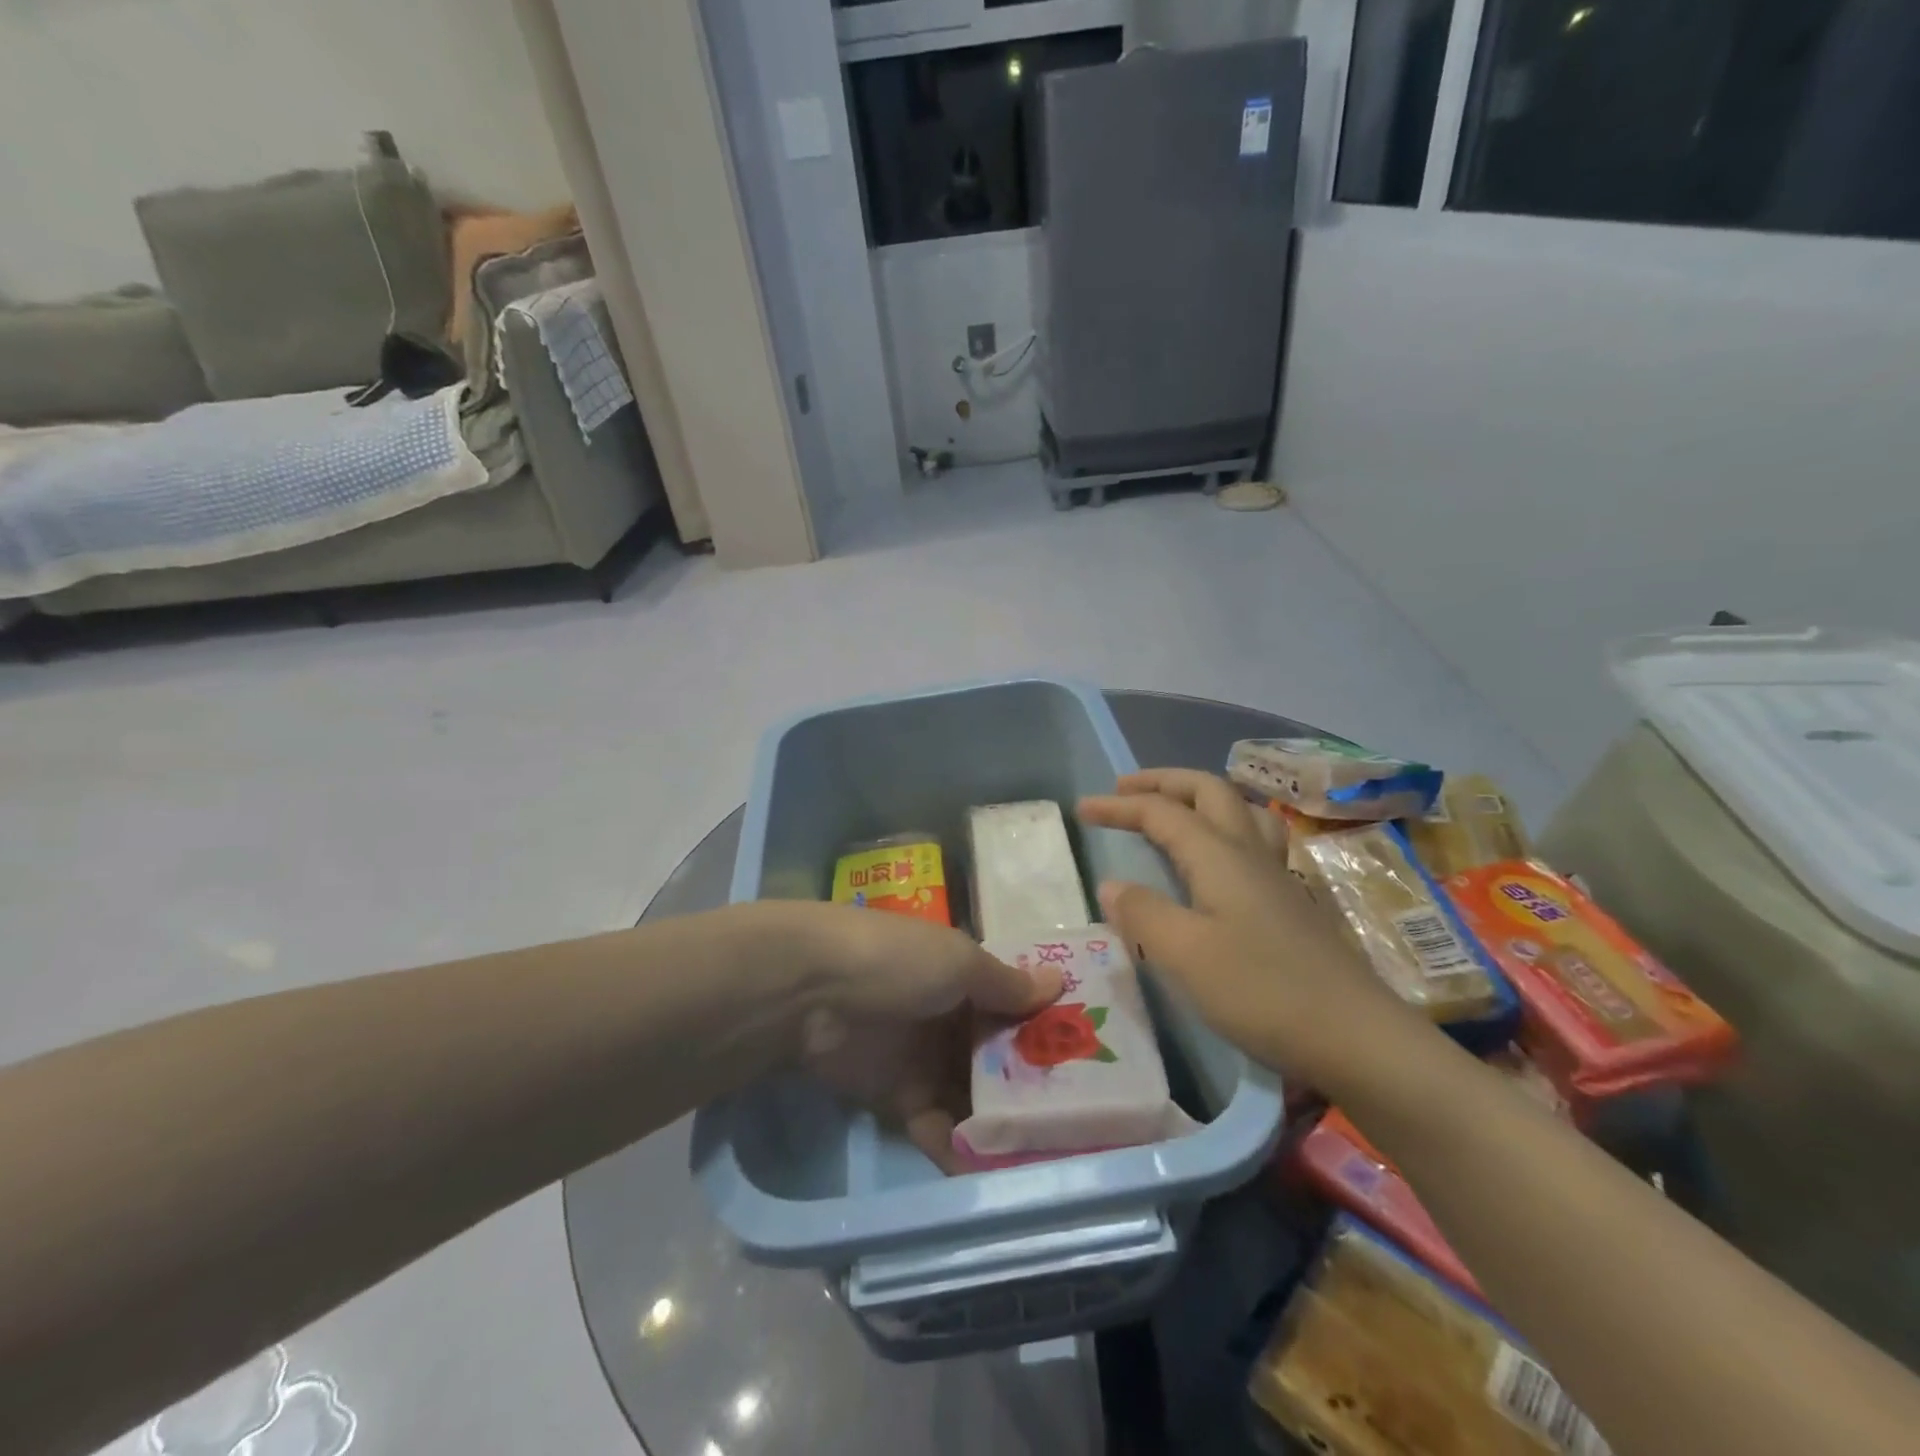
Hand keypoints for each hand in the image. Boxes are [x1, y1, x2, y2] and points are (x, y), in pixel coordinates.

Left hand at [783, 903, 1061, 1173]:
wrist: (809, 992)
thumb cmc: (896, 962)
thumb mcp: (959, 962)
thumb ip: (1006, 983)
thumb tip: (1059, 981)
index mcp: (961, 974)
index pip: (1011, 1003)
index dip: (1045, 1026)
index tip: (1089, 1057)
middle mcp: (947, 1016)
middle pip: (996, 1053)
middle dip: (1030, 1082)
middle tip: (1080, 1119)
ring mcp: (922, 1058)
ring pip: (972, 1093)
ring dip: (1001, 1119)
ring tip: (1048, 1154)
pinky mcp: (897, 1098)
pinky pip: (938, 1126)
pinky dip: (961, 1145)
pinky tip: (995, 1170)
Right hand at [1078, 769, 1427, 1092]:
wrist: (1356, 1036)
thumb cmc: (1262, 991)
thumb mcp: (1185, 955)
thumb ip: (1143, 914)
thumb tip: (1112, 885)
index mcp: (1220, 856)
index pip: (1162, 812)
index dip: (1120, 806)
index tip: (1081, 809)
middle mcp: (1250, 853)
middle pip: (1208, 791)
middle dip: (1164, 782)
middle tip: (1126, 790)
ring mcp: (1278, 875)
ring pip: (1241, 810)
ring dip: (1201, 797)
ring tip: (1177, 811)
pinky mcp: (1293, 902)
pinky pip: (1256, 840)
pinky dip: (1227, 828)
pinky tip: (1223, 861)